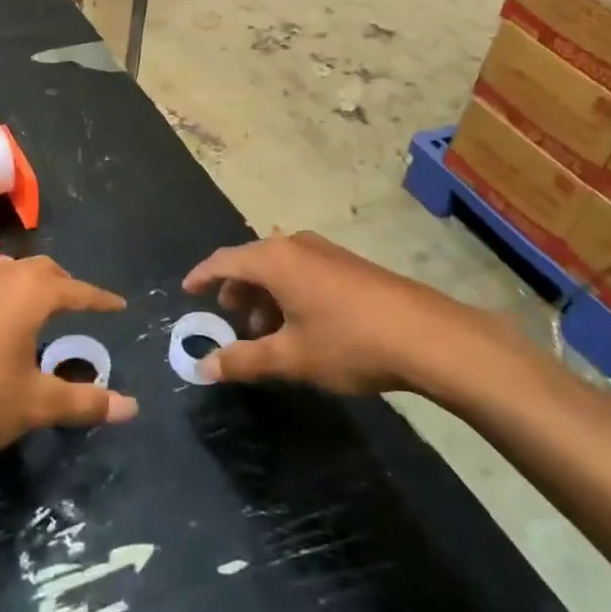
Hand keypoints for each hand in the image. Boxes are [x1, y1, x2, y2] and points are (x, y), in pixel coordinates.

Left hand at [0, 255, 138, 461]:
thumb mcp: (34, 405)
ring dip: (29, 284)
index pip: (76, 290)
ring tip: (39, 309)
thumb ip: (84, 403)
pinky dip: (0, 296)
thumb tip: (133, 407)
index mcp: (28, 294)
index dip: (100, 299)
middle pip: (40, 269)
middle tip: (80, 305)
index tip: (120, 306)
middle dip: (65, 284)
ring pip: (7, 272)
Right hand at [182, 231, 471, 394]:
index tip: (186, 291)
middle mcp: (295, 244)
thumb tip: (203, 367)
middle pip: (252, 261)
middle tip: (230, 323)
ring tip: (266, 334)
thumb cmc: (347, 341)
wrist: (424, 334)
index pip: (223, 260)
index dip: (202, 276)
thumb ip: (244, 360)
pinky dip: (288, 293)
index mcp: (274, 259)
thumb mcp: (290, 357)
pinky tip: (300, 326)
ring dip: (264, 296)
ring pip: (279, 267)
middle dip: (236, 291)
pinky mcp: (348, 264)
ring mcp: (325, 251)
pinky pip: (302, 270)